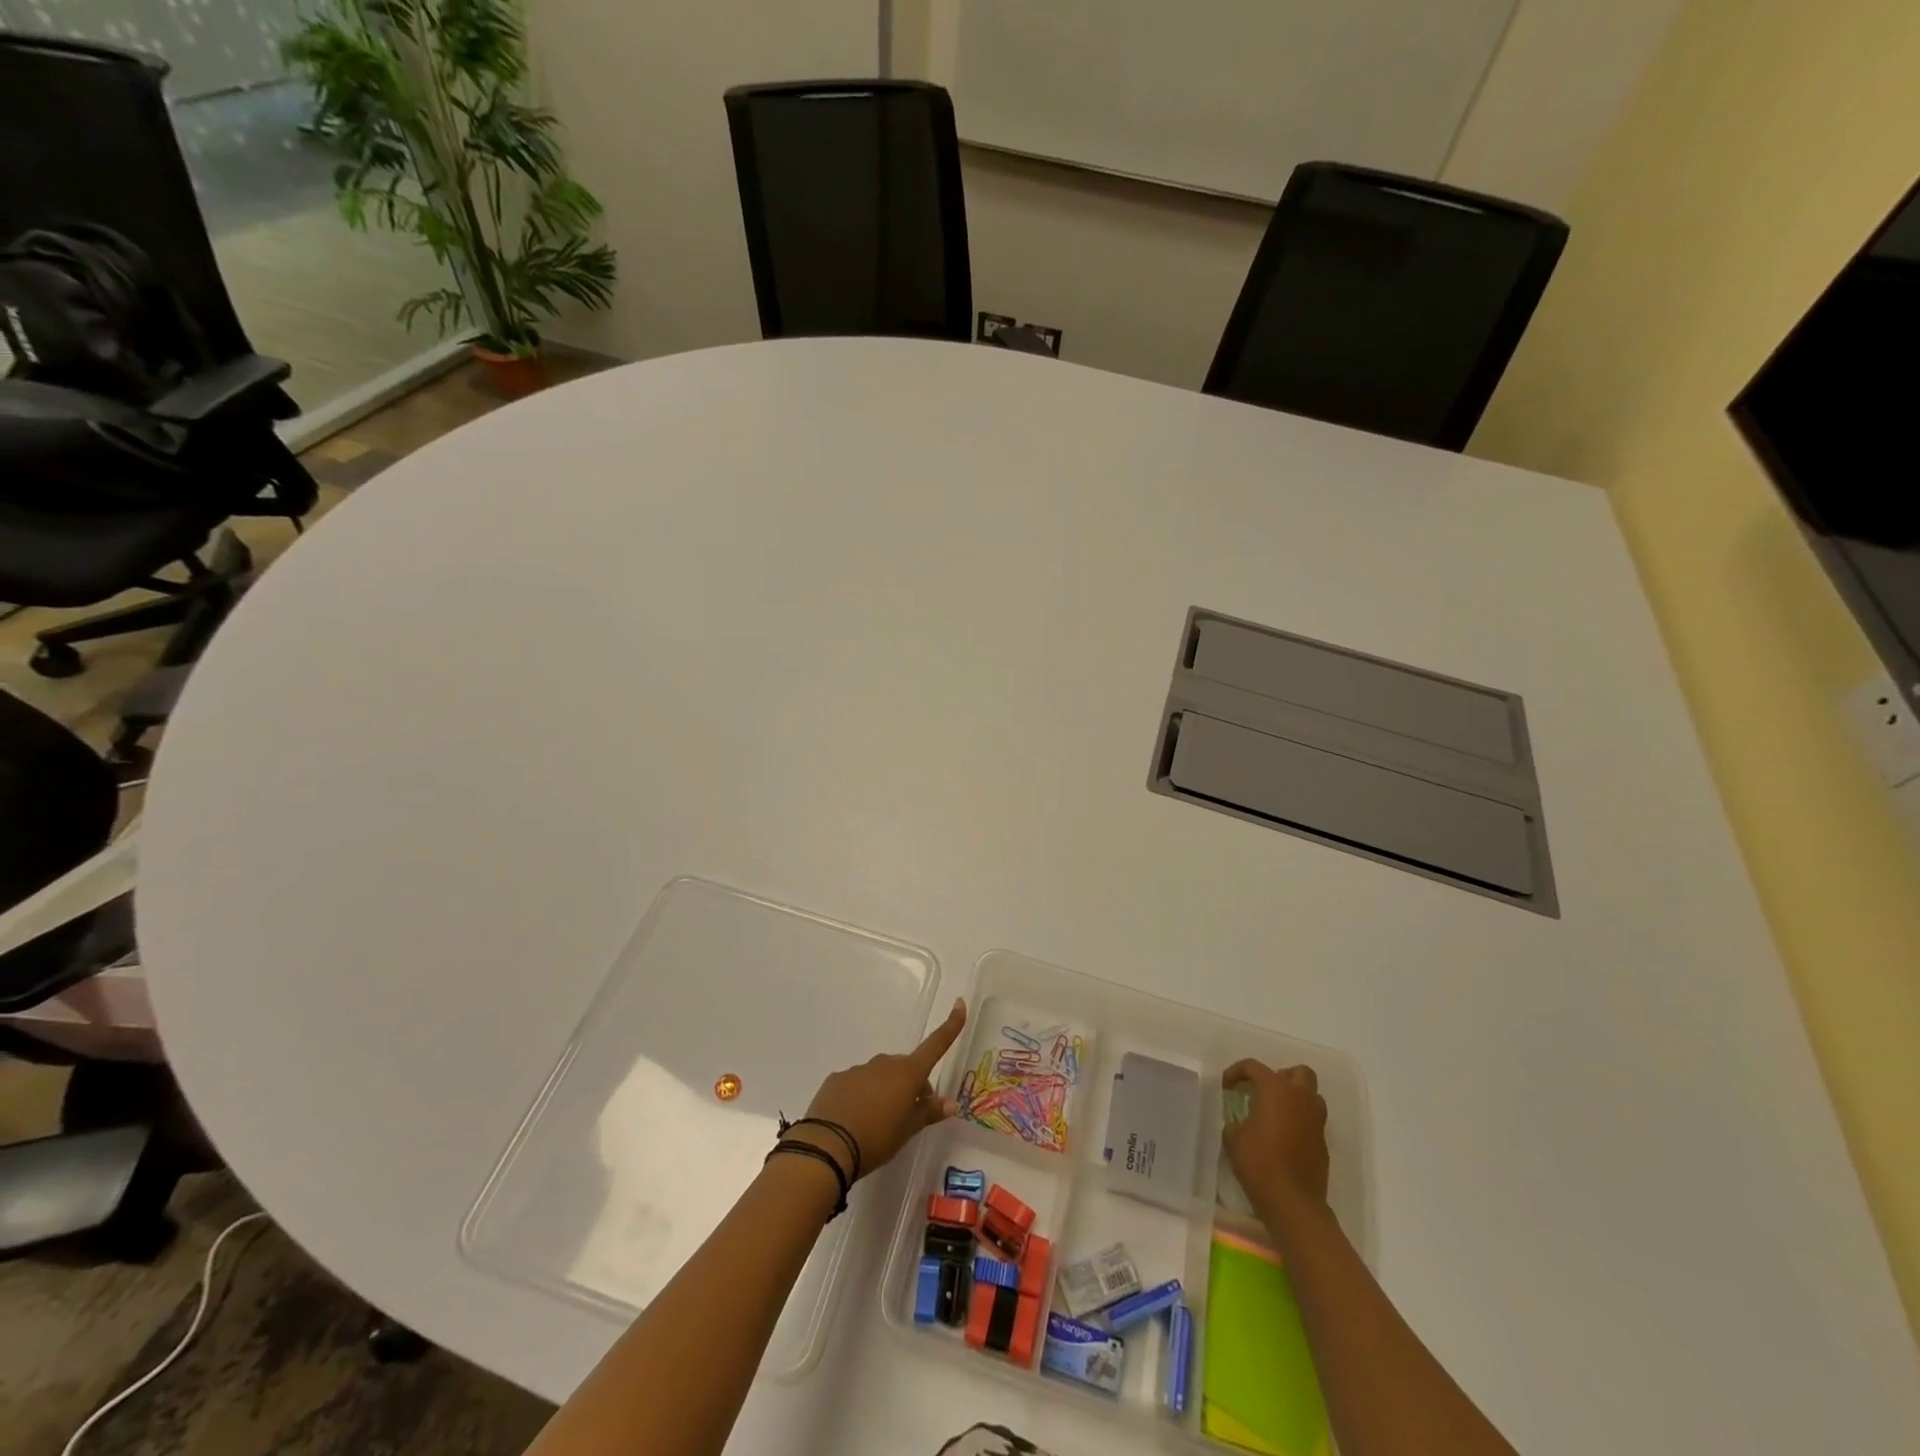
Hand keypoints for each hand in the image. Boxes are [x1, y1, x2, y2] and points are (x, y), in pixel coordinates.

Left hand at [794, 998, 967, 1181]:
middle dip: (911, 1085)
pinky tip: (854, 1120)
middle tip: (908, 1115)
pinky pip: (857, 1083)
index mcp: (907, 1073)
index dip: (950, 1025)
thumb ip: (929, 1113)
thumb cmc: (877, 1139)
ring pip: (881, 1075)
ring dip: (885, 1091)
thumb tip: (952, 1104)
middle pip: (906, 1068)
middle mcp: (885, 1063)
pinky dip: (861, 1096)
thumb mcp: (907, 1130)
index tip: (959, 1003)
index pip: (935, 1045)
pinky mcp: (838, 1079)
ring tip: (877, 1123)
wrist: (827, 1146)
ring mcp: (859, 1069)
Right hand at [1222, 1059, 1328, 1210]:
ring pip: (1311, 1095)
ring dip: (1296, 1098)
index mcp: (1275, 1090)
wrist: (1293, 1202)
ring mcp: (1315, 1121)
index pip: (1254, 1067)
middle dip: (1281, 1076)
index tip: (1226, 1087)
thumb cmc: (1259, 1162)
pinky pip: (1313, 1121)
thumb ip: (1235, 1121)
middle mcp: (1300, 1099)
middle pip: (1298, 1073)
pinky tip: (1284, 1137)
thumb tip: (1239, 1122)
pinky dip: (1300, 1121)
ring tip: (1276, 1112)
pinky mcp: (1323, 1143)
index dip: (1237, 1072)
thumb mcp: (1233, 1138)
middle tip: (1263, 1091)